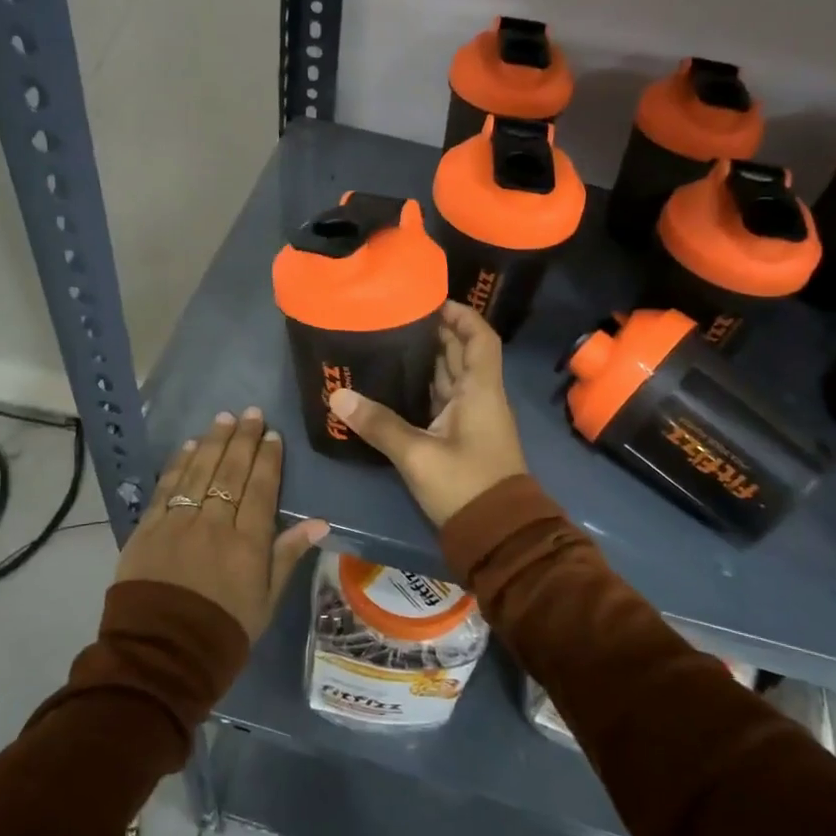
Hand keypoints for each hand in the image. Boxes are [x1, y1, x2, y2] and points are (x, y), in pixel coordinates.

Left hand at [115, 407, 329, 640]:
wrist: (160, 658)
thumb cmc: (223, 633)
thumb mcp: (266, 602)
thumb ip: (288, 556)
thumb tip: (319, 522)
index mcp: (248, 543)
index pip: (262, 489)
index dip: (268, 459)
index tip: (273, 435)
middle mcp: (214, 524)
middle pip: (231, 472)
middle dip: (243, 439)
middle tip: (252, 413)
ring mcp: (178, 523)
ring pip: (199, 472)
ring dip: (213, 441)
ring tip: (224, 418)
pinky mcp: (148, 529)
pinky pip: (167, 488)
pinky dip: (179, 464)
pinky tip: (188, 446)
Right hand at [326, 302, 527, 526]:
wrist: (497, 534)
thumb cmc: (465, 484)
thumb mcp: (417, 455)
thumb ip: (379, 425)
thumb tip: (338, 396)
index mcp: (480, 390)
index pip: (479, 337)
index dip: (461, 315)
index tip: (431, 300)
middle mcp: (480, 397)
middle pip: (462, 353)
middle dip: (436, 333)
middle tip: (397, 319)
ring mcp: (472, 419)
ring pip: (451, 377)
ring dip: (428, 360)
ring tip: (390, 343)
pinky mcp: (462, 438)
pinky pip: (443, 400)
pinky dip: (424, 388)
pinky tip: (396, 385)